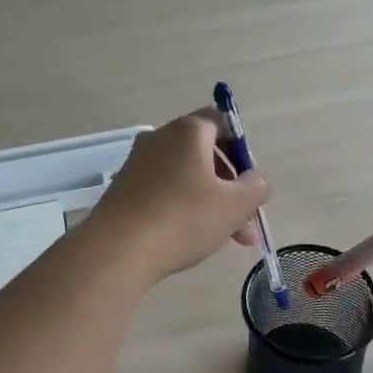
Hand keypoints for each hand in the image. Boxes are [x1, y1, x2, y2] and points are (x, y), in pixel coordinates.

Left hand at [88, 109, 269, 281]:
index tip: (249, 180)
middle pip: (205, 153)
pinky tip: (192, 239)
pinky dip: (182, 208)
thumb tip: (255, 180)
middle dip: (230, 187)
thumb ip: (256, 187)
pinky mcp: (124, 189)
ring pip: (186, 177)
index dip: (241, 148)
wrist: (117, 250)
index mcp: (188, 131)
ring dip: (210, 203)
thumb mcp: (234, 206)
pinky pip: (163, 191)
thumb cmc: (183, 219)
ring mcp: (138, 163)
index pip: (221, 122)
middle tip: (245, 221)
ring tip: (227, 240)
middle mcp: (160, 138)